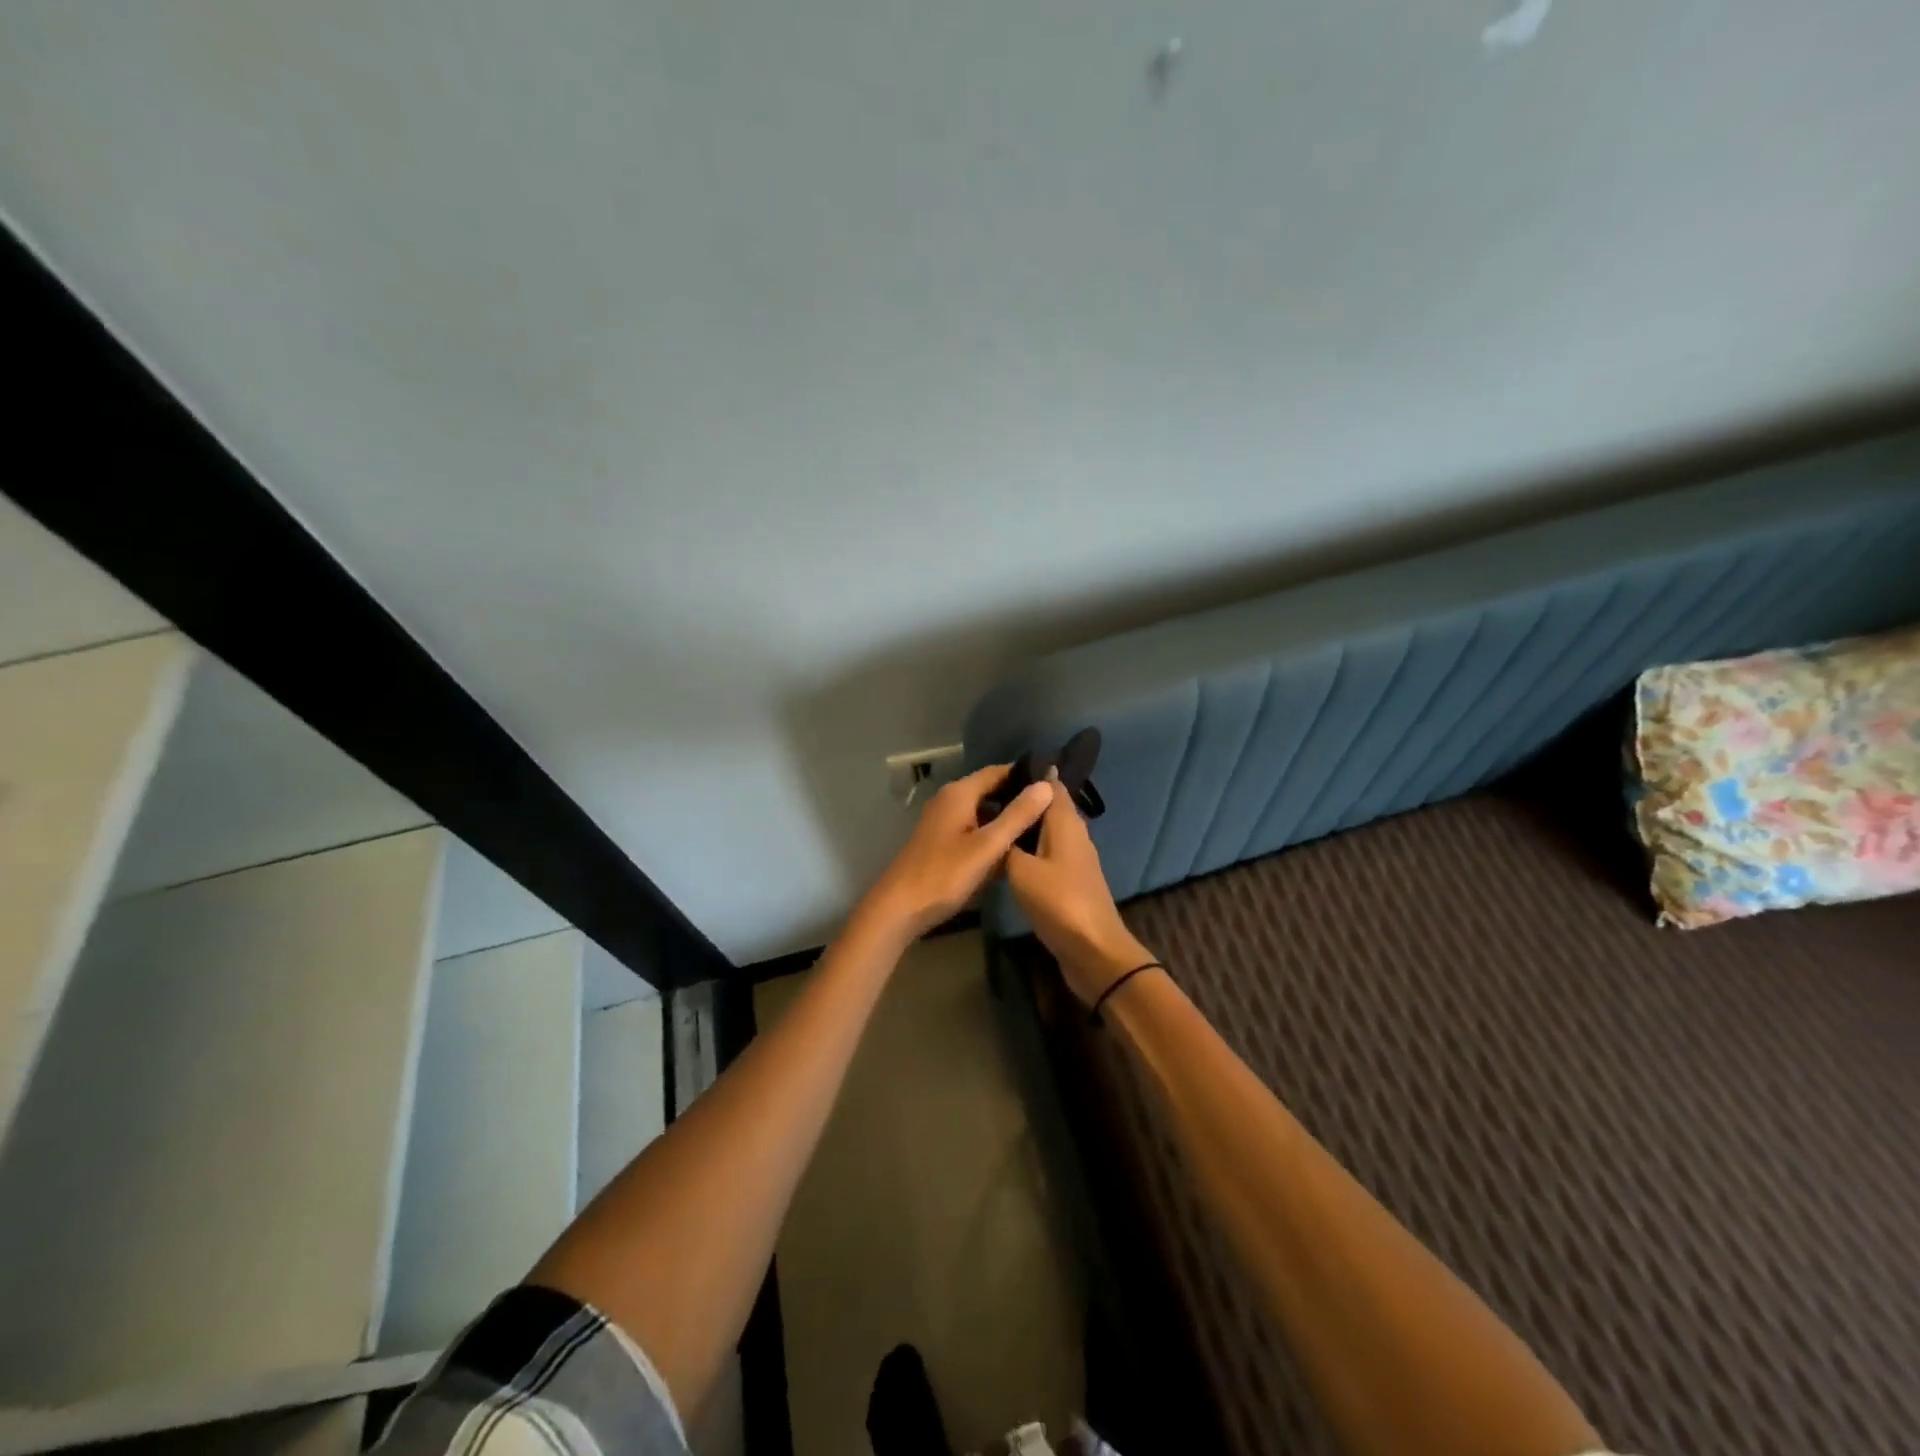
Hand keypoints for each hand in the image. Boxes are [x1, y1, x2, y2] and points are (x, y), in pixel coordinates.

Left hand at [858, 764, 1054, 943]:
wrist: (899, 908)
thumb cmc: (944, 874)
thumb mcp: (987, 846)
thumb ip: (1017, 815)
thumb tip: (1046, 785)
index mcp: (960, 793)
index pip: (999, 772)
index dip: (1026, 776)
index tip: (1056, 784)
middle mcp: (950, 800)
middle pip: (991, 791)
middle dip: (1019, 799)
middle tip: (1054, 809)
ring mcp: (944, 822)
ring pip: (984, 812)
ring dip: (1007, 820)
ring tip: (1042, 829)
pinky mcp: (942, 842)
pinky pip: (975, 830)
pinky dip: (993, 836)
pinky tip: (1014, 851)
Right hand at [1005, 774, 1157, 1006]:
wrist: (1093, 950)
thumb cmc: (1058, 902)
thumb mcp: (1021, 870)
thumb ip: (1008, 843)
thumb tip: (999, 822)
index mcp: (1065, 823)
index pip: (1051, 784)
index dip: (1031, 774)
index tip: (1002, 768)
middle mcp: (1074, 834)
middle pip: (1049, 807)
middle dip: (1024, 799)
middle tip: (988, 796)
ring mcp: (1075, 859)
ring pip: (1047, 831)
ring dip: (1026, 825)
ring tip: (993, 821)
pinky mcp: (1070, 881)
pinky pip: (1047, 852)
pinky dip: (1030, 847)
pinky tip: (1008, 854)